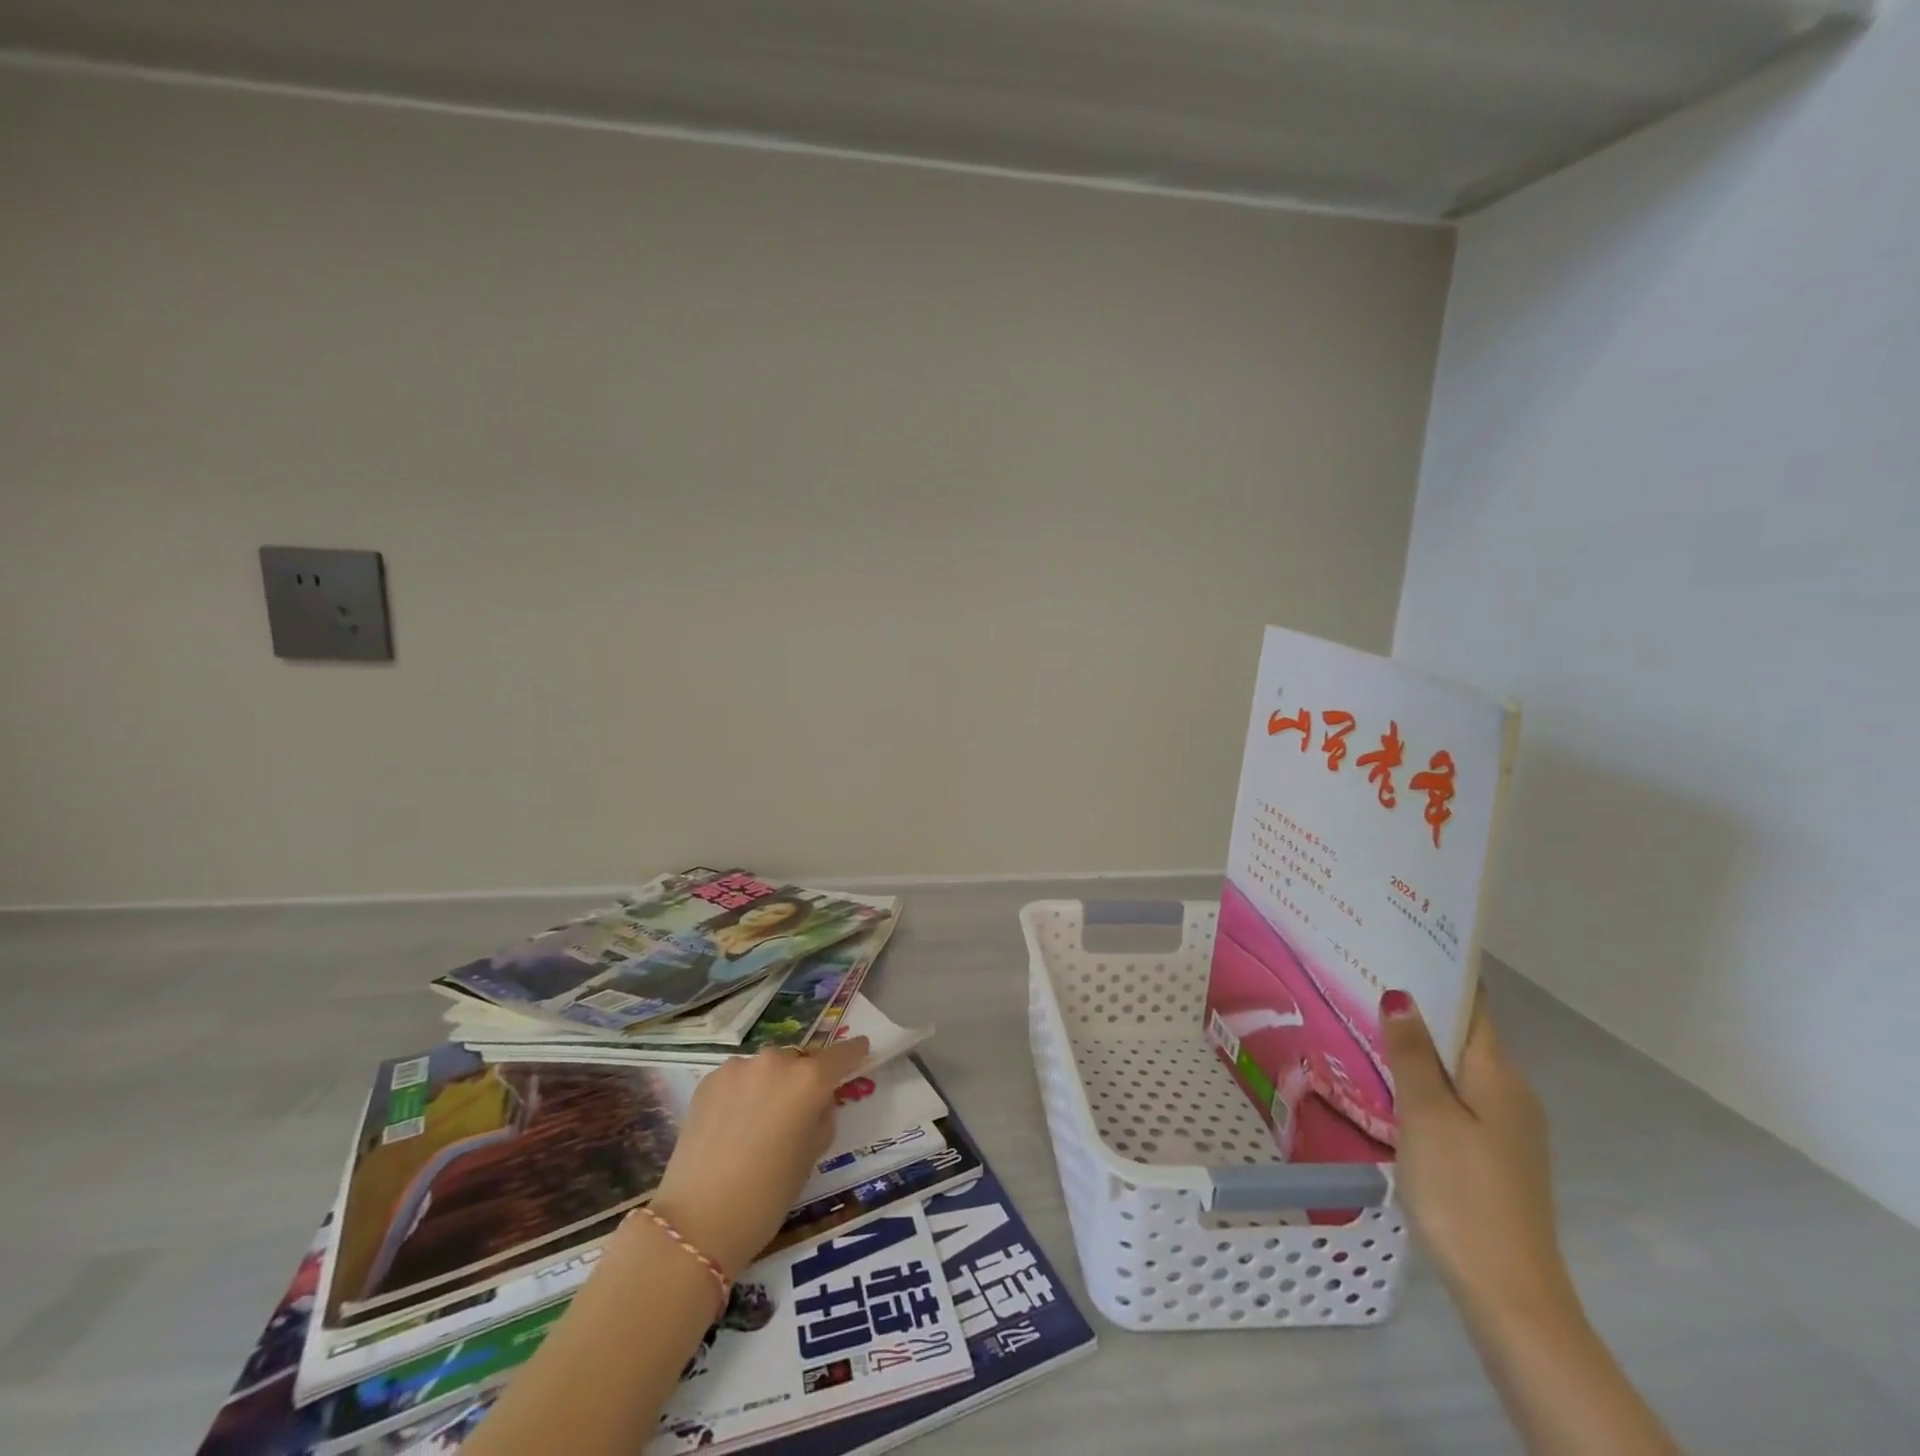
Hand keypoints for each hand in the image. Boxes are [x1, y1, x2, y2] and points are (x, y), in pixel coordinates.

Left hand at [650, 1038, 869, 1278]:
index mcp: (809, 1080)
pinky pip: (738, 1078)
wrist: (698, 1220)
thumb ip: (821, 1118)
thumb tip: (816, 1104)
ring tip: (760, 1121)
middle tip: (797, 1110)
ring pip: (766, 1068)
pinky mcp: (709, 1080)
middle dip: (803, 1078)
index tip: (862, 1049)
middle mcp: (776, 1062)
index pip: (841, 1055)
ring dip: (770, 1084)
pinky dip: (742, 1092)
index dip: (853, 1053)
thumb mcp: (811, 1156)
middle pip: (799, 1061)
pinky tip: (733, 1125)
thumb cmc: (768, 1195)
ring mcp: (739, 1067)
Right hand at [1381, 990, 1574, 1327]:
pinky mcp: (1493, 1155)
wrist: (1509, 1293)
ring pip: (1458, 1067)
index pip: (1474, 1006)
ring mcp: (1506, 1128)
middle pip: (1465, 1033)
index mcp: (1499, 1076)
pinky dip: (1426, 1077)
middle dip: (1422, 1004)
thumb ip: (1411, 1054)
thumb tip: (1400, 995)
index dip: (1442, 972)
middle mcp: (1511, 1094)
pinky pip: (1456, 1096)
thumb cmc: (1462, 1191)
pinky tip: (1390, 1081)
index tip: (1401, 941)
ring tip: (1367, 1018)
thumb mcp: (1426, 1115)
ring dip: (1420, 1042)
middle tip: (1365, 974)